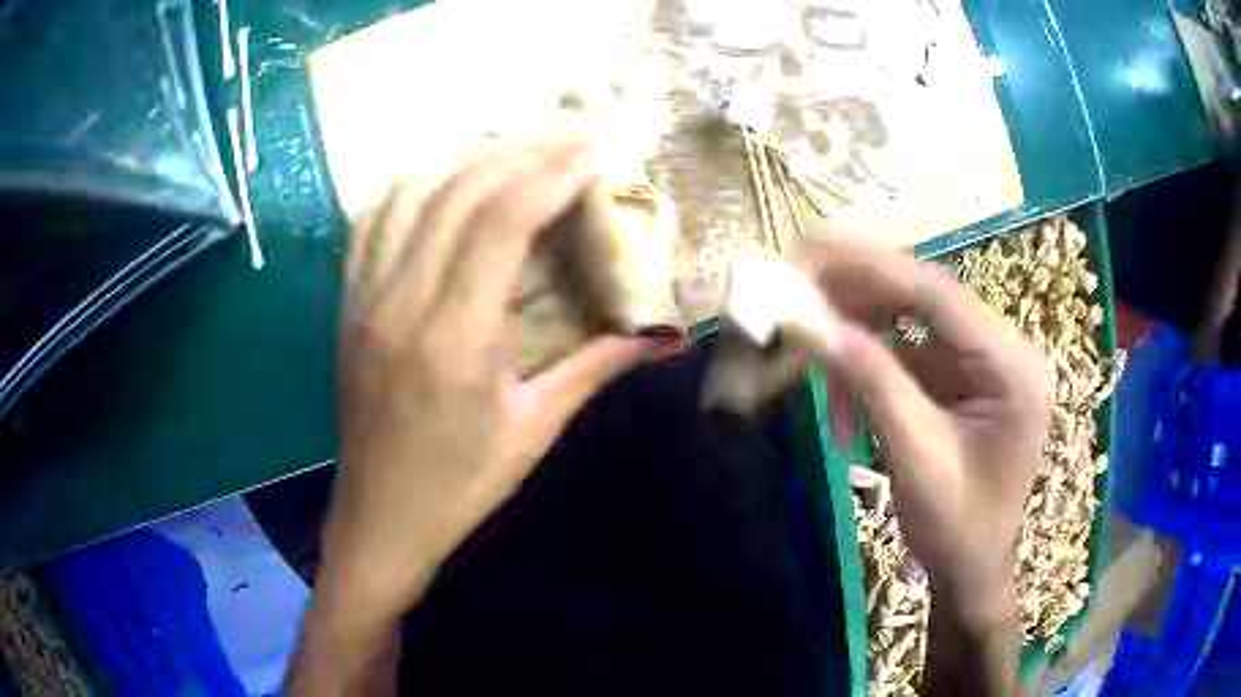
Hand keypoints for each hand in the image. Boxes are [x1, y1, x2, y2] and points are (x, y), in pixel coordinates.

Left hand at [321, 141, 655, 616]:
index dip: (551, 175)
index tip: (594, 152)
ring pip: (410, 195)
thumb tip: (664, 333)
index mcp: (453, 340)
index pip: (500, 222)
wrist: (380, 521)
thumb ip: (597, 366)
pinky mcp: (347, 306)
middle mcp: (399, 303)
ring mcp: (363, 300)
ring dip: (467, 160)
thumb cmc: (460, 487)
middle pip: (458, 193)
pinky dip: (415, 187)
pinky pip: (372, 222)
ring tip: (517, 150)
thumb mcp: (535, 430)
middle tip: (570, 140)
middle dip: (521, 153)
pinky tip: (447, 181)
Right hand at [801, 238, 1047, 694]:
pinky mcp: (964, 378)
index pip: (939, 296)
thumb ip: (873, 383)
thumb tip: (816, 323)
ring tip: (818, 369)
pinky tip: (846, 405)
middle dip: (860, 297)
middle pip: (926, 298)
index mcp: (1012, 367)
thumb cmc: (956, 527)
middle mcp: (1005, 350)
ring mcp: (985, 362)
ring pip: (913, 322)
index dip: (872, 269)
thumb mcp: (915, 457)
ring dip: (861, 340)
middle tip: (799, 296)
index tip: (811, 252)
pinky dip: (872, 368)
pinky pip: (912, 352)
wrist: (973, 569)